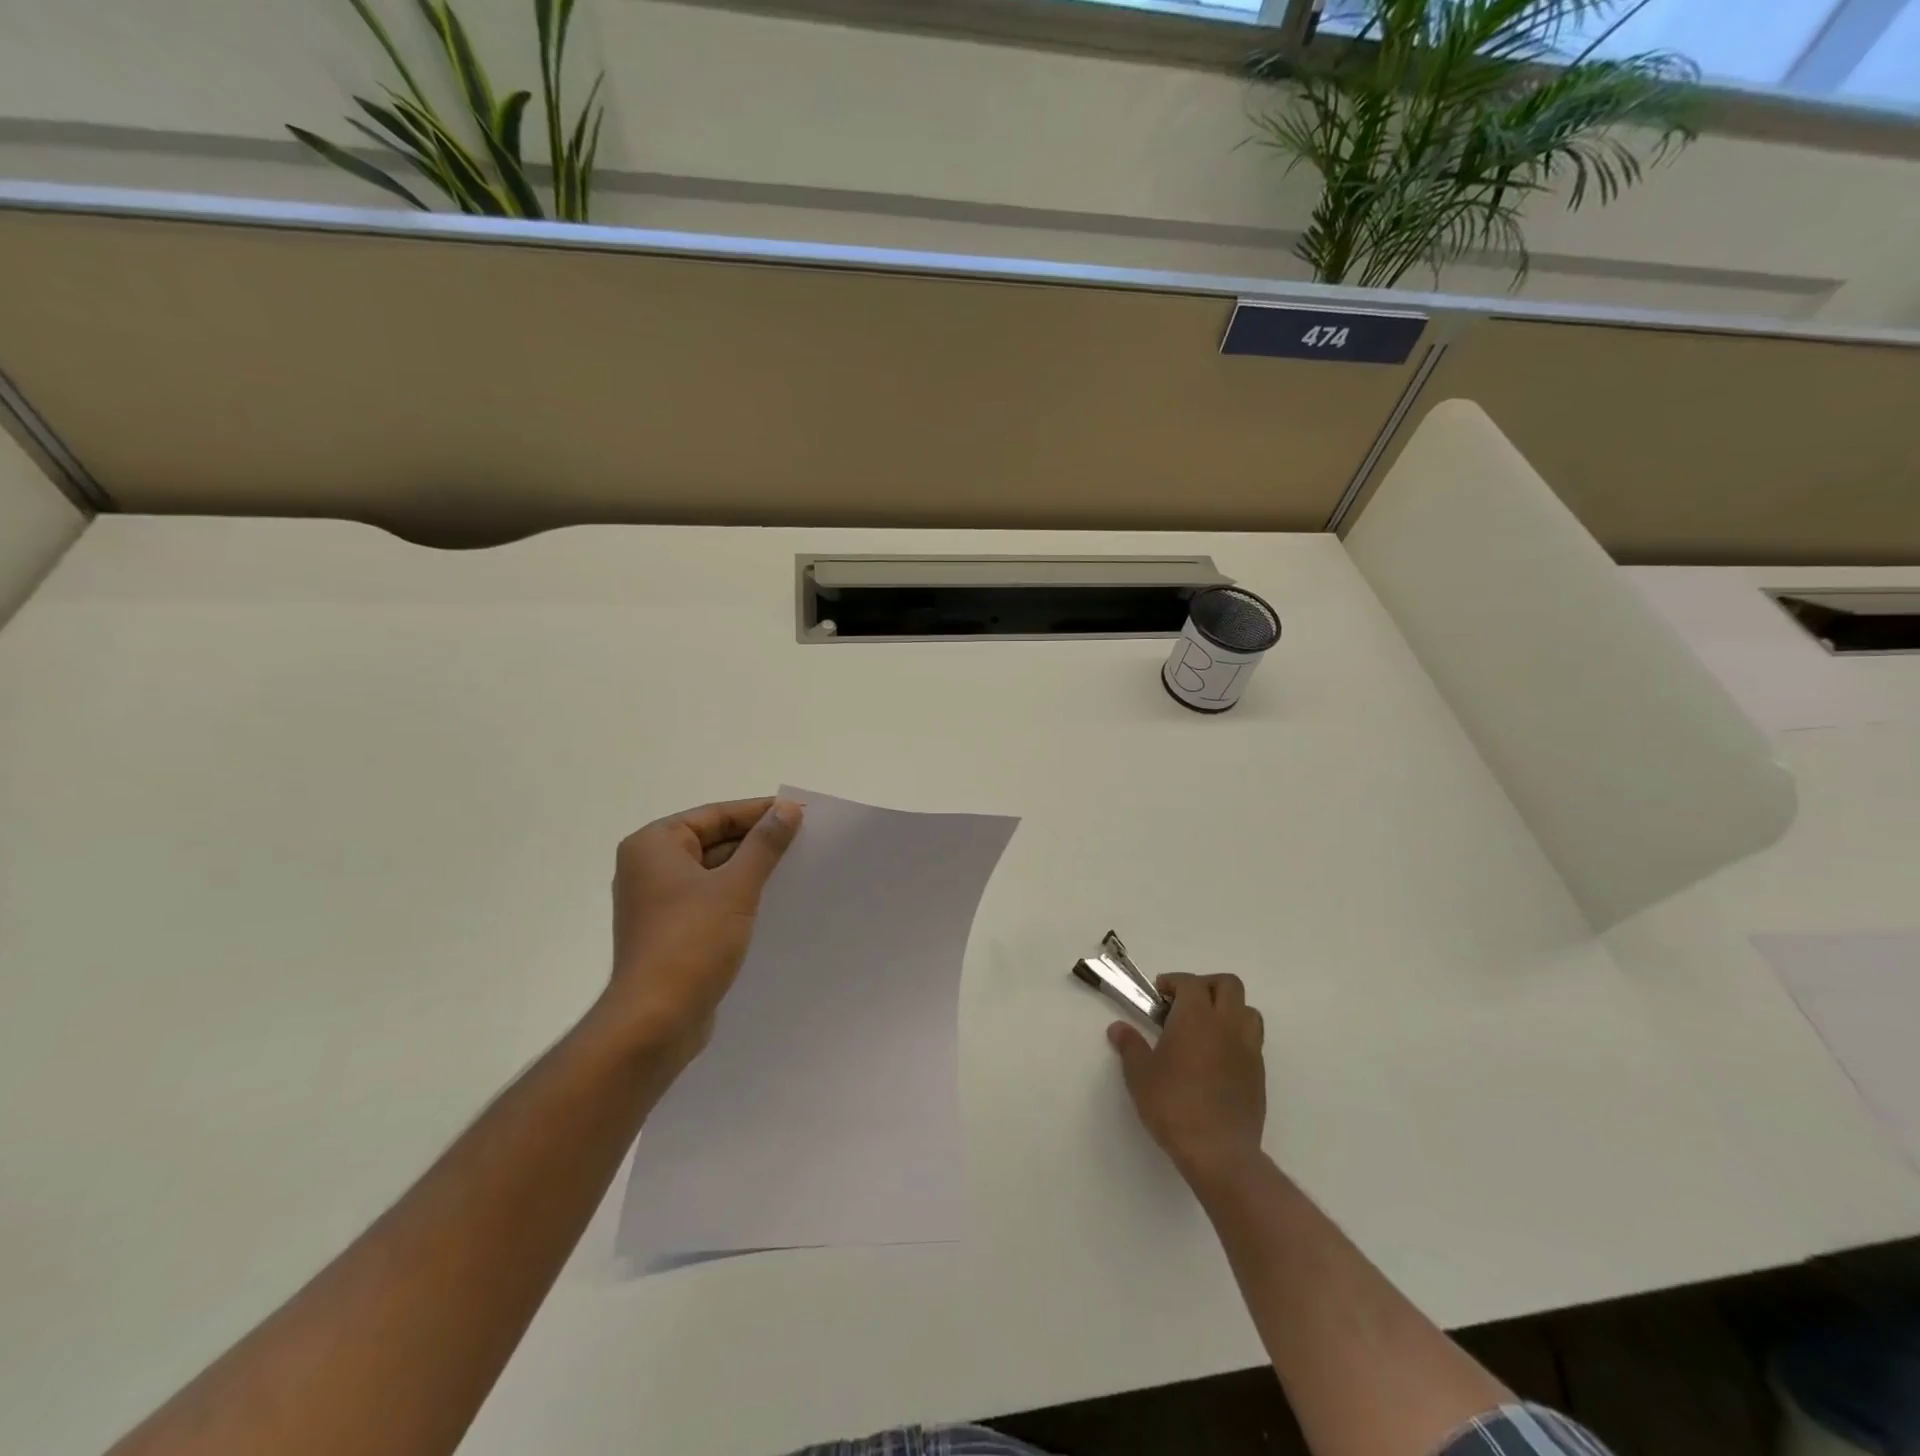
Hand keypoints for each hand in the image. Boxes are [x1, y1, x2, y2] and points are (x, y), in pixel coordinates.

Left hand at [600, 797, 801, 1063]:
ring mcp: (657, 902)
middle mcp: (648, 867)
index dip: (760, 812)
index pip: (716, 815)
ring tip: (796, 869)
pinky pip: (709, 900)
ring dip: (750, 871)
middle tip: (805, 841)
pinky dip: (737, 897)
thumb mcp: (736, 887)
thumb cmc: (692, 942)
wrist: (656, 1021)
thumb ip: (765, 844)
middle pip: (713, 841)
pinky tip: (772, 903)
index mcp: (654, 845)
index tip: (801, 813)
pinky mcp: (669, 931)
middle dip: (757, 843)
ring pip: (713, 872)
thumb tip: (788, 808)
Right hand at [1109, 973, 1266, 1188]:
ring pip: (1248, 1011)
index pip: (1191, 982)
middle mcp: (1227, 1024)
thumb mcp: (1140, 1074)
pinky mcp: (1259, 1074)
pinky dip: (1236, 1037)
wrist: (1218, 1151)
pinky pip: (1253, 1040)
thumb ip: (1130, 1045)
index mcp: (1197, 1017)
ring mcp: (1248, 1049)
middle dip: (1206, 985)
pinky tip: (1217, 1057)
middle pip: (1228, 985)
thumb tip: (1118, 1028)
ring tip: (1206, 1027)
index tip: (1158, 995)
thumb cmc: (1173, 1105)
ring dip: (1228, 1009)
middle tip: (1184, 1003)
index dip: (1174, 982)